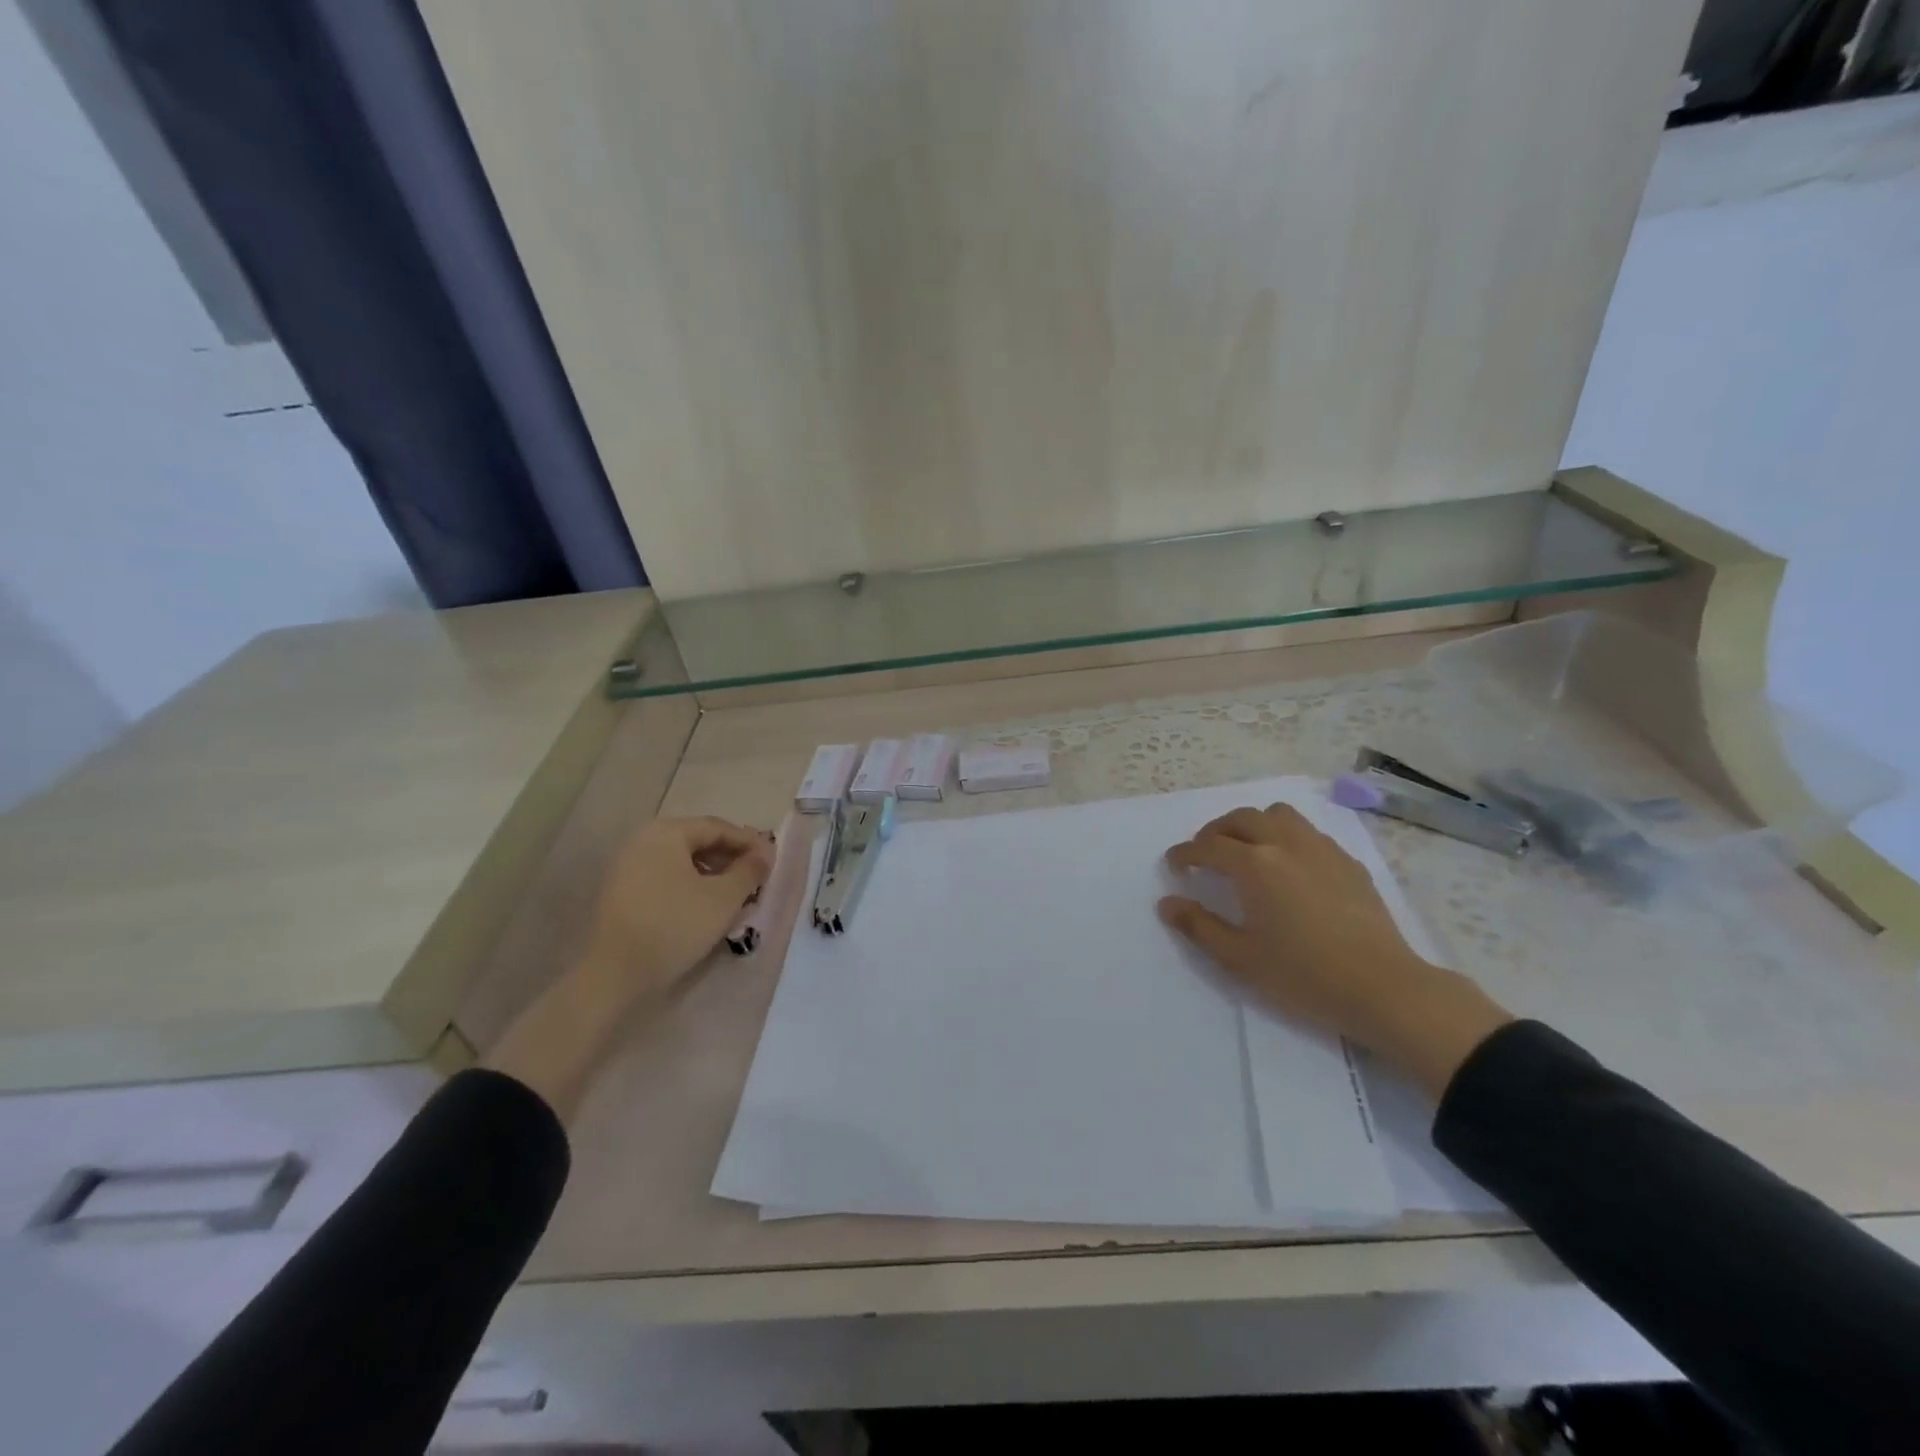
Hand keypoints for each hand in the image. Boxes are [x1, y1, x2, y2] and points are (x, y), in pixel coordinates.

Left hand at [581, 816, 772, 1008]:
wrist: (613, 974)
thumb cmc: (674, 926)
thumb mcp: (723, 898)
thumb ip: (750, 870)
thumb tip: (766, 853)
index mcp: (666, 832)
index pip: (718, 828)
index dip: (750, 843)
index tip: (772, 862)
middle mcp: (642, 840)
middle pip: (698, 841)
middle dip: (731, 858)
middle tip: (756, 878)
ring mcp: (627, 866)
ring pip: (681, 861)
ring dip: (712, 873)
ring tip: (735, 894)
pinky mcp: (620, 891)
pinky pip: (664, 877)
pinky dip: (690, 885)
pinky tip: (705, 906)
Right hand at [1159, 802, 1511, 1097]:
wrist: (1383, 988)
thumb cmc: (1303, 975)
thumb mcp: (1239, 957)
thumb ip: (1198, 926)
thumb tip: (1167, 903)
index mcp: (1254, 865)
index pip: (1208, 847)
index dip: (1185, 853)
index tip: (1174, 865)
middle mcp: (1285, 844)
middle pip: (1241, 819)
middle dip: (1214, 832)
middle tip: (1204, 854)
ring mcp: (1321, 849)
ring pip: (1278, 815)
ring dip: (1253, 824)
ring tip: (1246, 849)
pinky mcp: (1347, 862)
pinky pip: (1308, 832)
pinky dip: (1286, 837)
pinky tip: (1288, 865)